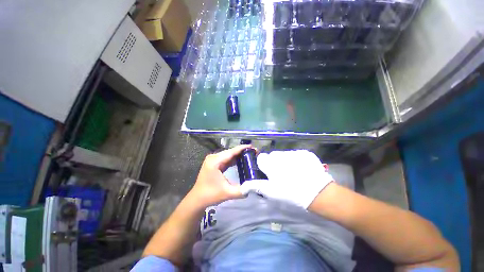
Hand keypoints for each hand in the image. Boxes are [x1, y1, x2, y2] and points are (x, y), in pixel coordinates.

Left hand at [188, 145, 250, 207]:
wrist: (198, 199)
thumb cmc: (211, 195)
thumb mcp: (228, 193)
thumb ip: (242, 190)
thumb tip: (253, 186)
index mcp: (215, 161)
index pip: (231, 152)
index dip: (242, 148)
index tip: (252, 146)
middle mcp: (213, 158)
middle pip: (230, 152)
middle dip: (242, 151)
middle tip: (254, 152)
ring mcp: (213, 160)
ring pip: (228, 155)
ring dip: (238, 155)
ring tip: (250, 155)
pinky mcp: (214, 163)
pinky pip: (226, 159)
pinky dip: (234, 159)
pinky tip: (241, 160)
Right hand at [240, 150, 333, 208]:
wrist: (318, 192)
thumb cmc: (290, 193)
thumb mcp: (271, 192)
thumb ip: (255, 186)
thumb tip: (243, 186)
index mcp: (270, 163)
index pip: (261, 158)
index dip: (264, 165)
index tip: (269, 173)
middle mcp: (280, 154)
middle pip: (273, 156)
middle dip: (274, 163)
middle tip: (281, 175)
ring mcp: (293, 152)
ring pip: (284, 154)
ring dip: (285, 161)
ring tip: (293, 173)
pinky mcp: (304, 153)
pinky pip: (296, 154)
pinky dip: (297, 160)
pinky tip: (302, 169)